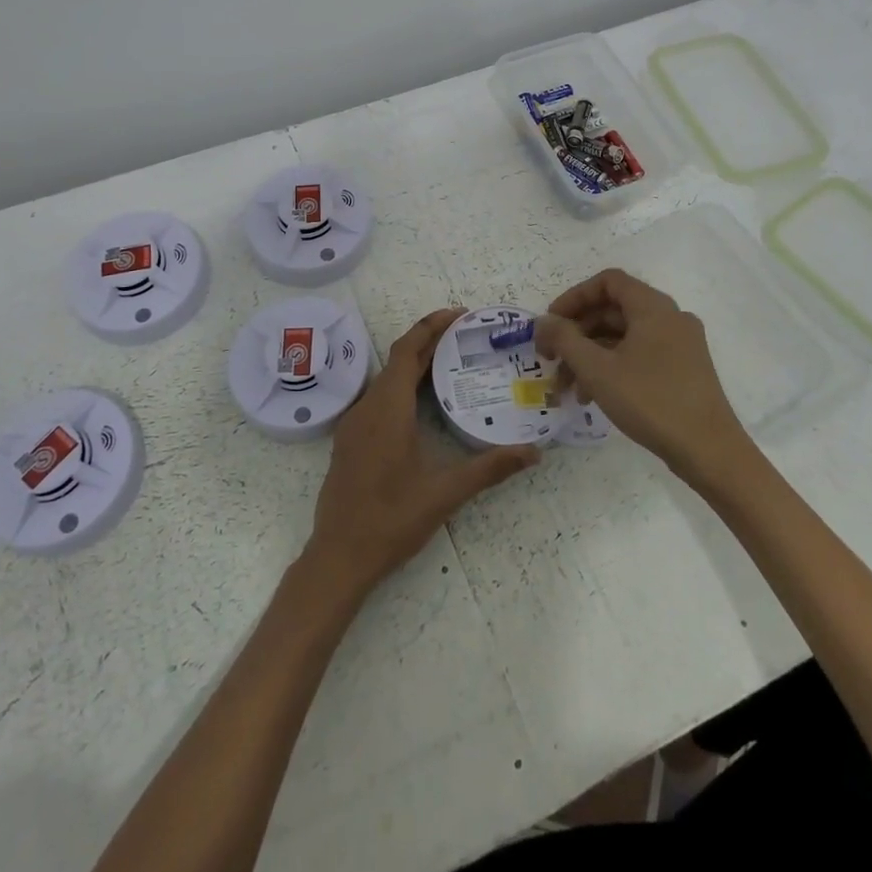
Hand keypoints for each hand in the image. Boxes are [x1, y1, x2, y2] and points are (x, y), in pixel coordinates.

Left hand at [304, 309, 539, 600]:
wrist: (338, 557)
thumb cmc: (391, 521)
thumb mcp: (444, 494)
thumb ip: (489, 468)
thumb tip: (533, 452)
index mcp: (387, 410)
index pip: (407, 351)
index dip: (430, 326)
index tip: (458, 314)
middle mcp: (367, 408)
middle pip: (397, 361)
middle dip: (428, 342)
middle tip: (464, 335)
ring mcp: (354, 424)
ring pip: (385, 379)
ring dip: (413, 364)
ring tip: (449, 363)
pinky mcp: (350, 441)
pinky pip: (377, 398)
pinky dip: (401, 386)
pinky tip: (421, 404)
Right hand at [535, 268, 750, 487]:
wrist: (709, 451)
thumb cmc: (650, 401)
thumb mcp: (597, 369)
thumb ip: (565, 339)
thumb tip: (544, 321)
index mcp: (653, 307)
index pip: (607, 281)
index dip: (574, 297)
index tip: (551, 324)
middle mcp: (670, 317)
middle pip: (613, 310)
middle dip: (577, 334)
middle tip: (550, 359)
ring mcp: (680, 344)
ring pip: (624, 337)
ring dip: (590, 356)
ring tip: (567, 389)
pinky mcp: (684, 369)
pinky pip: (639, 354)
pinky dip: (613, 367)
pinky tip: (593, 397)